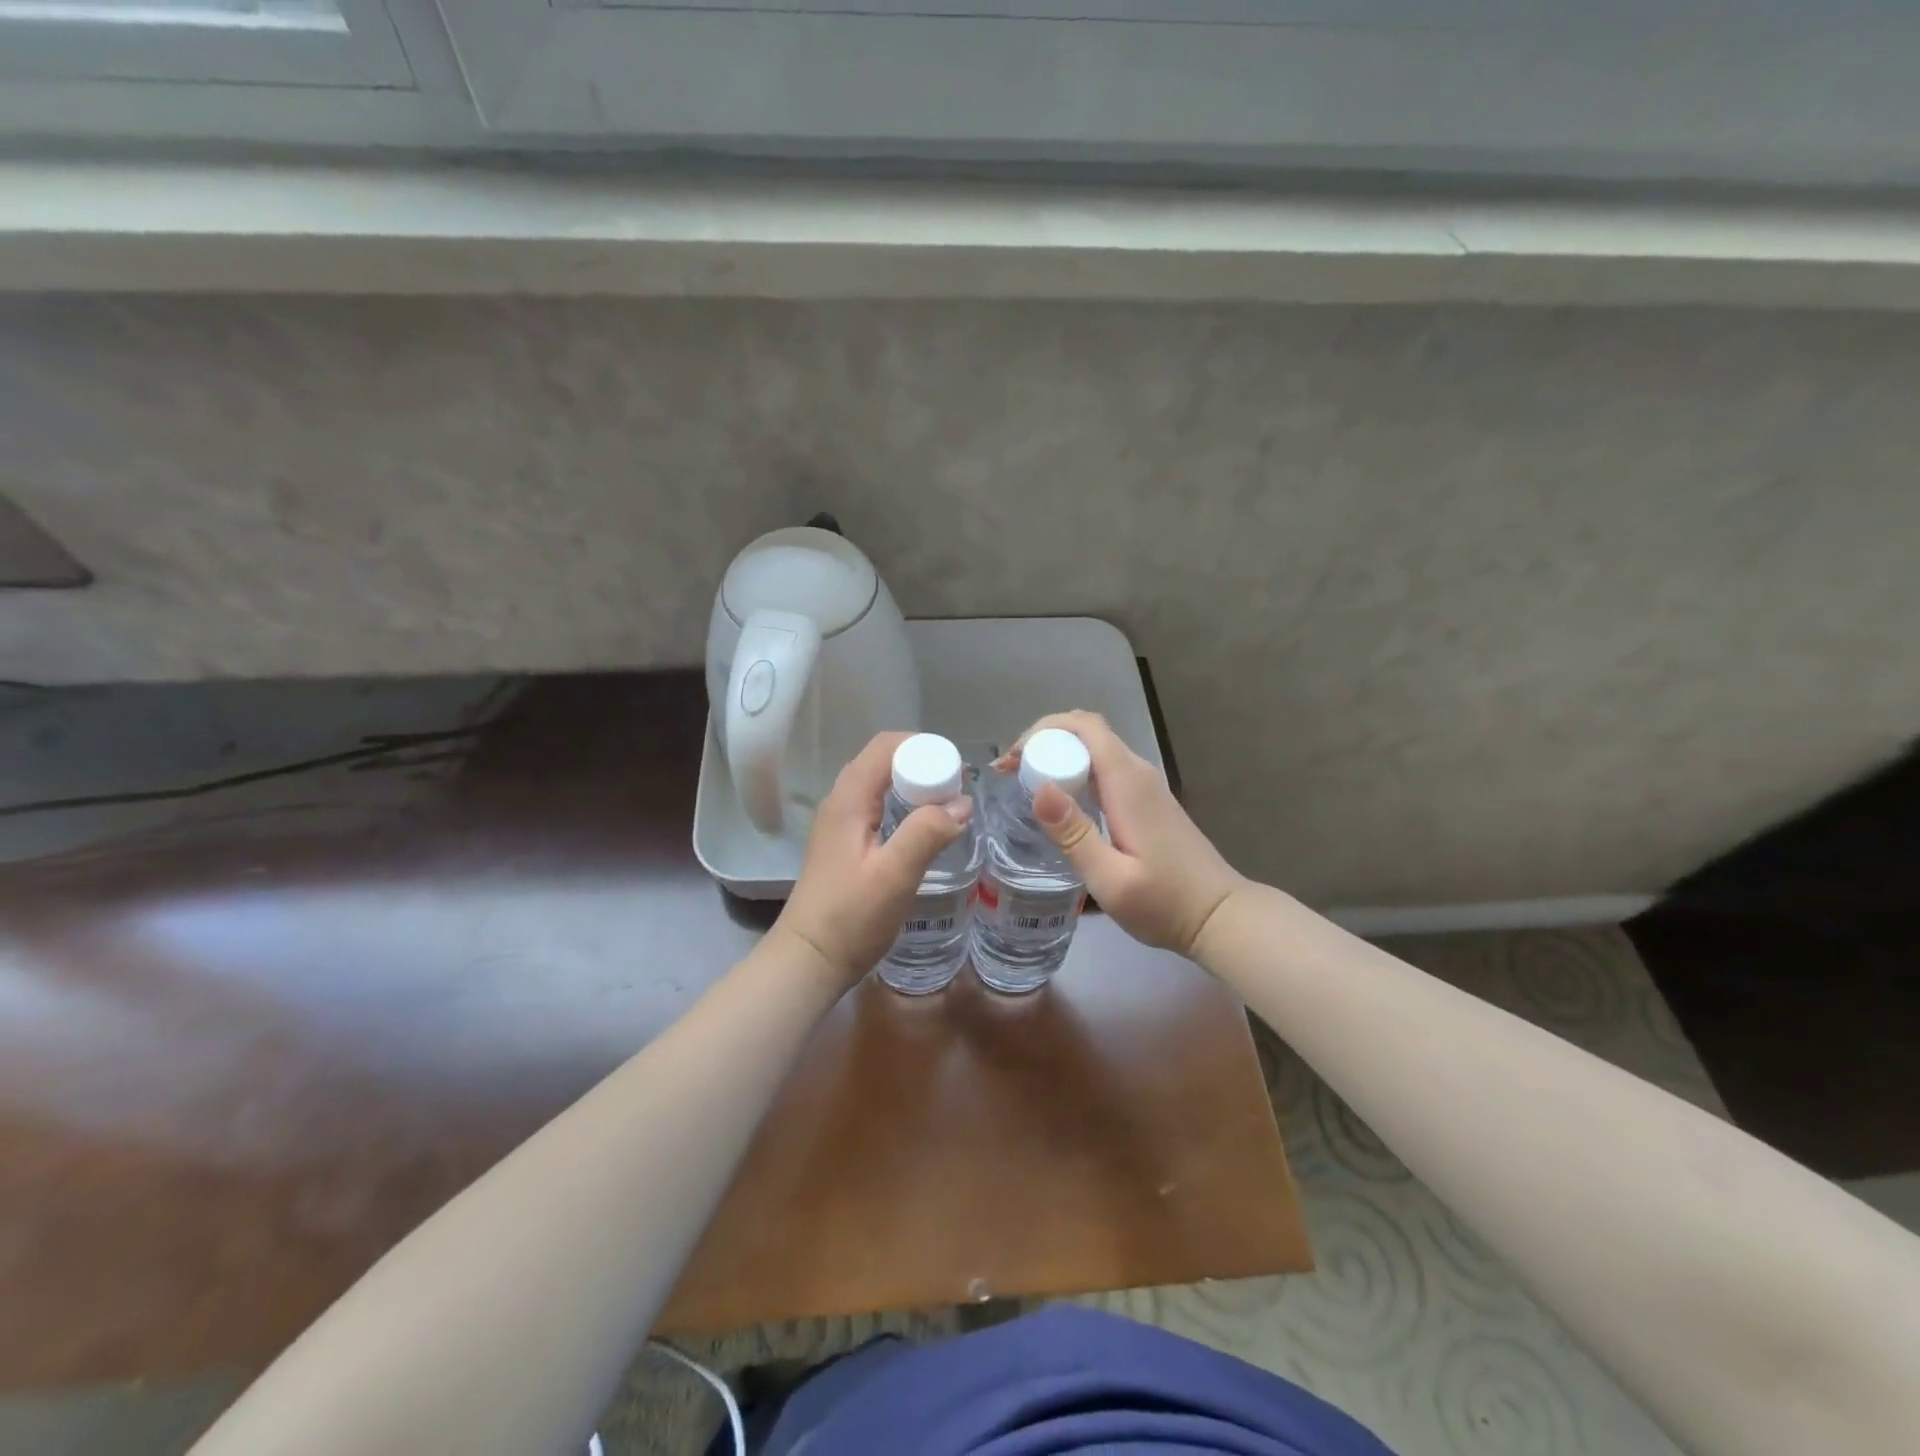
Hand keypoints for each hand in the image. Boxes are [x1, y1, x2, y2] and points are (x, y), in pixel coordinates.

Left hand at [773, 731, 970, 991]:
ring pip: (880, 786)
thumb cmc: (850, 917)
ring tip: (947, 808)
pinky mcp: (844, 845)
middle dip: (922, 766)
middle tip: (957, 790)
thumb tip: (961, 803)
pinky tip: (922, 832)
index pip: (885, 746)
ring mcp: (839, 825)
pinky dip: (903, 808)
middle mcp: (840, 803)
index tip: (955, 770)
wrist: (809, 960)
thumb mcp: (895, 874)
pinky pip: (877, 809)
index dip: (923, 747)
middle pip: (883, 762)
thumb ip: (927, 832)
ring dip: (914, 788)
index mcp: (848, 800)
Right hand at [997, 711, 1245, 959]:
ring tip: (1024, 783)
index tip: (1011, 762)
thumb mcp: (1110, 878)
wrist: (1219, 916)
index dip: (1043, 731)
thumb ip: (1074, 834)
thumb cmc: (1164, 904)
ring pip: (1095, 749)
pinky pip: (1105, 769)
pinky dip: (1075, 771)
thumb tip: (1040, 788)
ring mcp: (1145, 786)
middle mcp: (1137, 773)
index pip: (1084, 727)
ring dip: (1058, 756)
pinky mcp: (1147, 800)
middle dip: (1044, 741)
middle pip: (1087, 732)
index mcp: (1128, 783)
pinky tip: (1059, 801)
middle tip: (1010, 774)